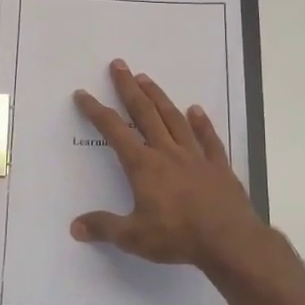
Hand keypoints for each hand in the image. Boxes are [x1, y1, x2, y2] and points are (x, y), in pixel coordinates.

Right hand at [70, 59, 267, 269]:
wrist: (228, 240)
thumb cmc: (177, 236)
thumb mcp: (133, 237)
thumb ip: (104, 228)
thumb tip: (75, 226)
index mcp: (144, 166)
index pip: (114, 132)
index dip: (97, 111)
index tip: (84, 94)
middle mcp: (168, 153)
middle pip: (145, 114)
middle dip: (129, 89)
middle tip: (119, 65)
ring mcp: (196, 156)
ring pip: (174, 119)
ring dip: (159, 98)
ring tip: (147, 79)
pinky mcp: (218, 166)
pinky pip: (209, 138)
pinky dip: (202, 123)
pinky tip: (196, 110)